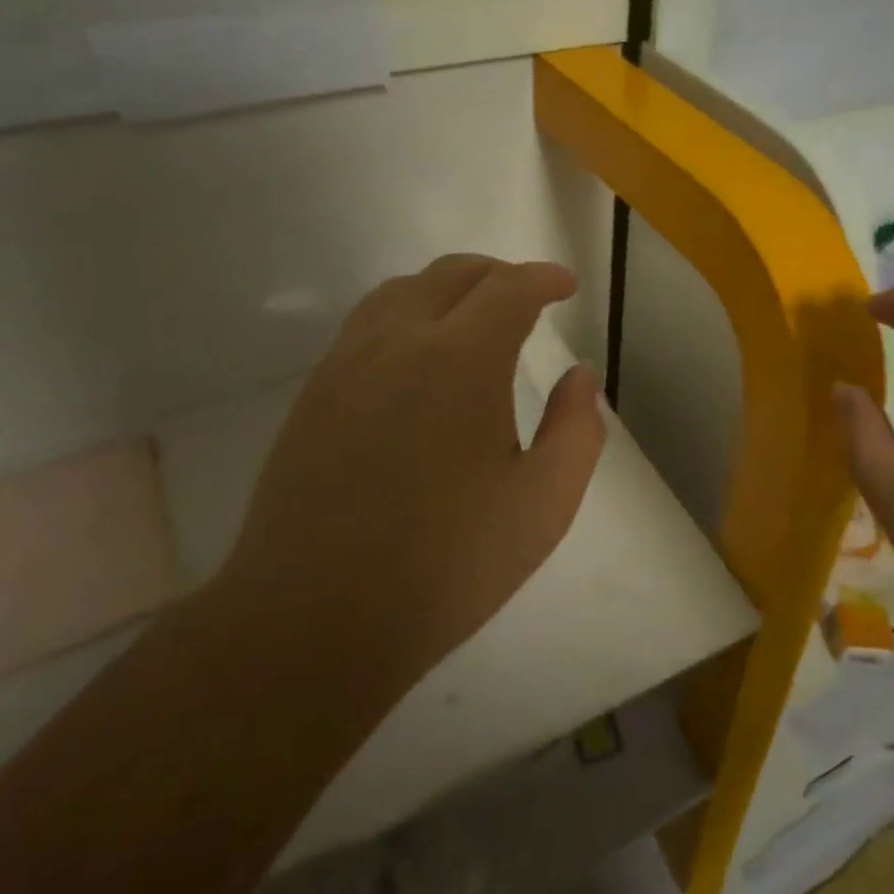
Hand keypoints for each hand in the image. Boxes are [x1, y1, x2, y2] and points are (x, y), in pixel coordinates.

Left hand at [224, 255, 604, 680]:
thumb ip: (576, 430)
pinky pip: (366, 325)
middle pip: (451, 274)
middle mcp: (398, 342)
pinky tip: (417, 358)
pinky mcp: (314, 395)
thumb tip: (580, 377)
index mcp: (460, 360)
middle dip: (498, 274)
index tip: (565, 285)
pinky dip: (406, 315)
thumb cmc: (445, 565)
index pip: (508, 288)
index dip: (543, 278)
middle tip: (527, 295)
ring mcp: (346, 365)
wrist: (313, 619)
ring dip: (446, 288)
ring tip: (473, 316)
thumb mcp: (543, 504)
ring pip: (400, 291)